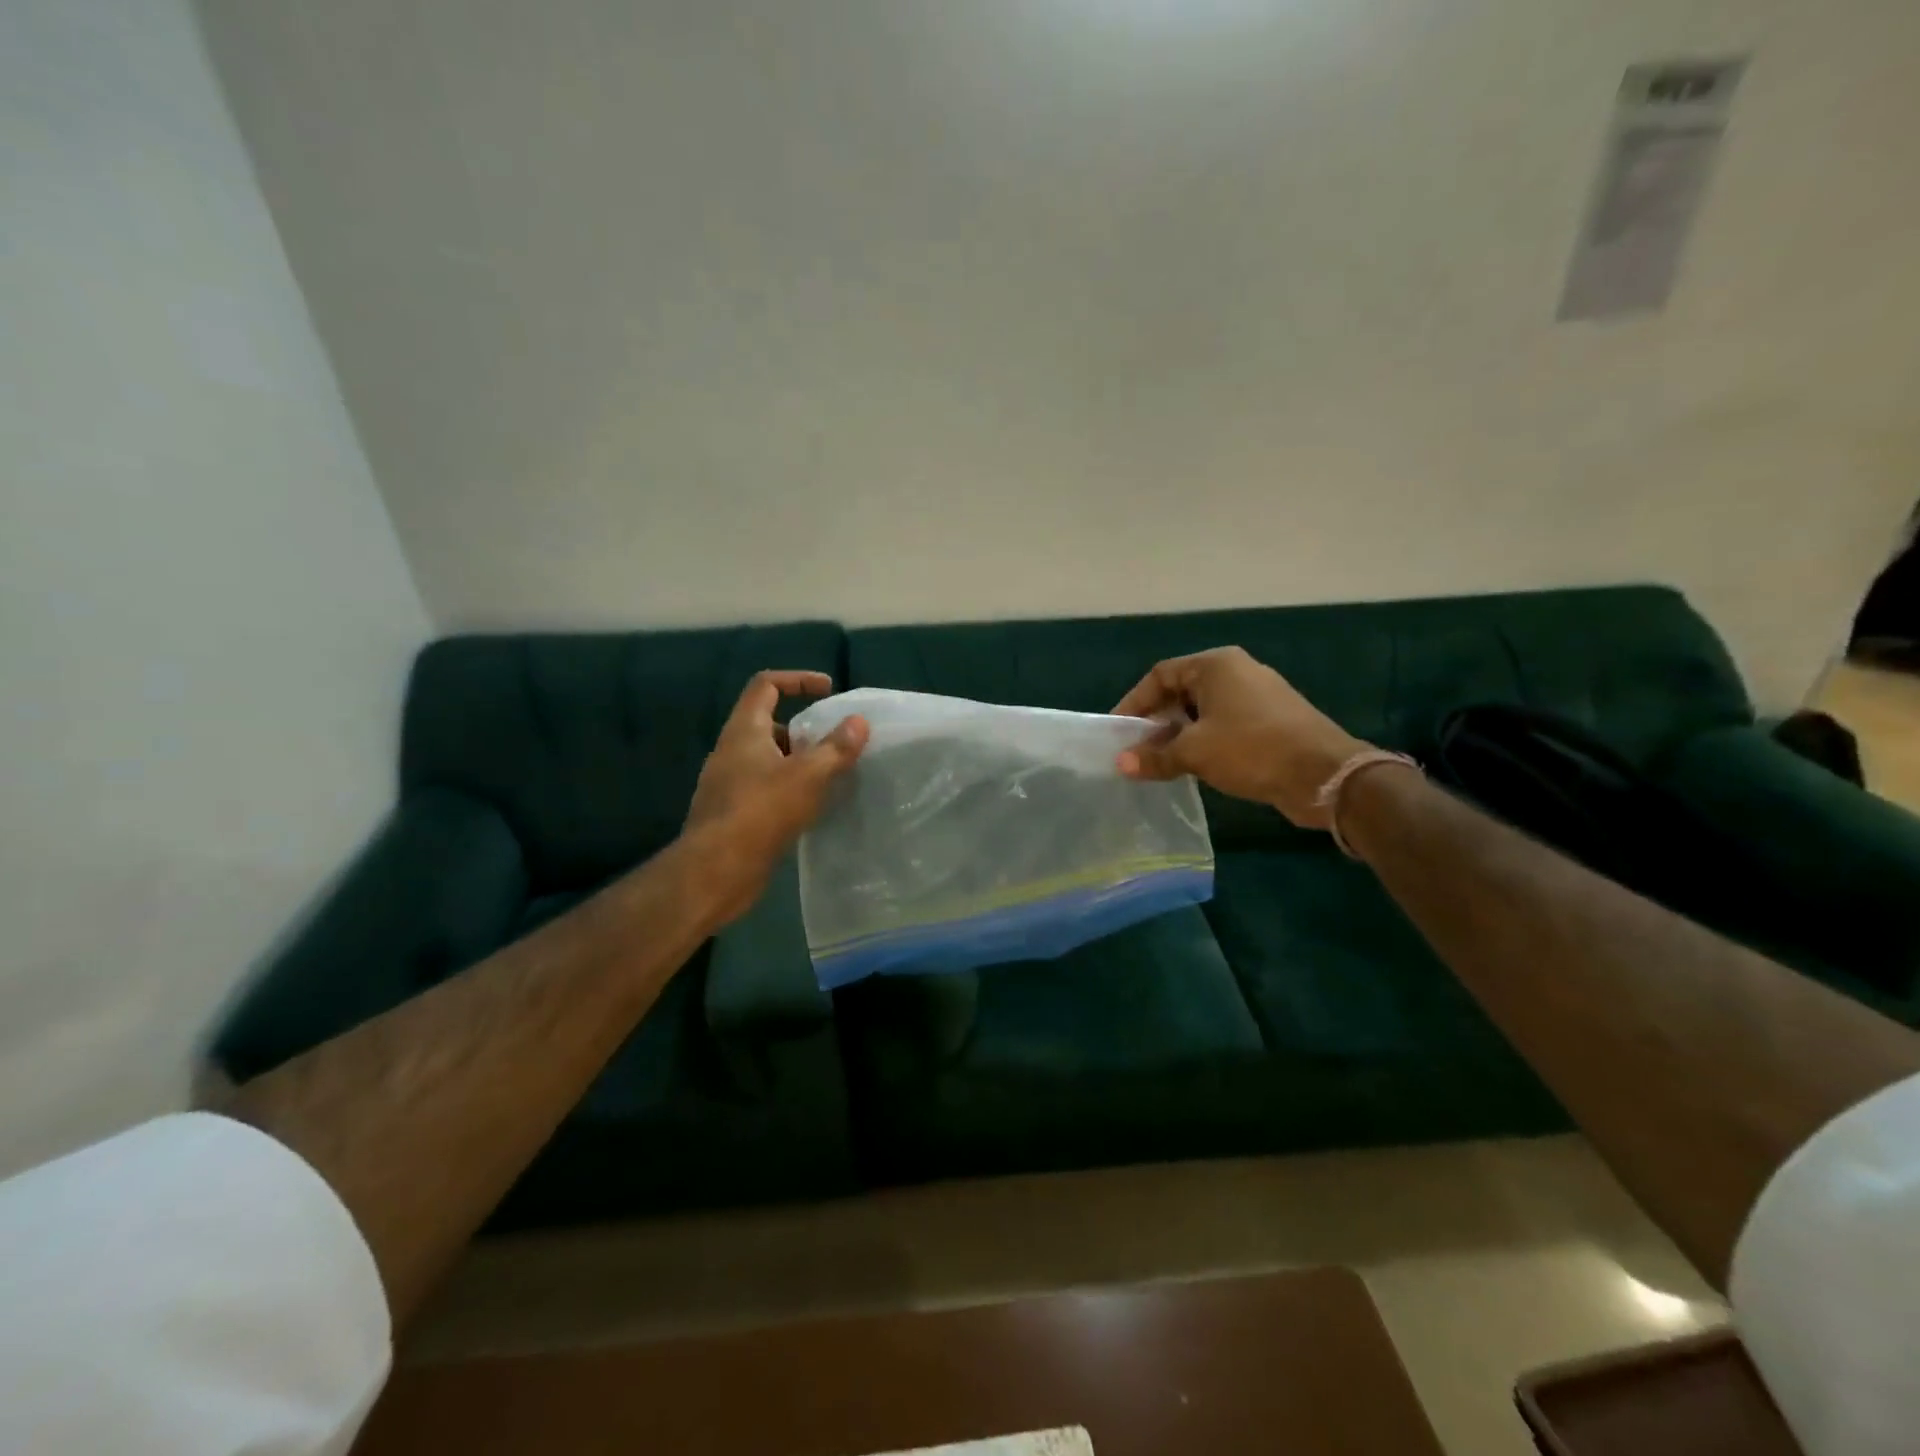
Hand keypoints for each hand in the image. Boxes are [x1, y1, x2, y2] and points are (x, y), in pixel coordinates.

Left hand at [684, 670, 868, 921]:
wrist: (715, 871)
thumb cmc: (761, 812)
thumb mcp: (808, 776)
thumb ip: (836, 748)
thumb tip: (858, 722)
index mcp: (744, 731)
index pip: (766, 685)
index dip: (798, 679)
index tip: (829, 691)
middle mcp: (732, 751)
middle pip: (769, 724)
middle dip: (805, 730)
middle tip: (835, 744)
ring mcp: (729, 784)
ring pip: (769, 760)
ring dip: (799, 763)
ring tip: (831, 778)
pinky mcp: (733, 813)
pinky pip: (766, 789)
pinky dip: (790, 790)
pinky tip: (812, 810)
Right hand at [1111, 647, 1368, 827]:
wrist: (1324, 775)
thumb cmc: (1252, 749)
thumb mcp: (1195, 752)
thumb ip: (1154, 756)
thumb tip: (1120, 765)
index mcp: (1216, 665)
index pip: (1160, 675)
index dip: (1134, 703)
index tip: (1118, 731)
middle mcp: (1236, 672)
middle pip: (1182, 691)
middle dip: (1156, 721)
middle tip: (1136, 749)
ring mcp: (1257, 696)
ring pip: (1203, 711)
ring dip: (1179, 734)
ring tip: (1160, 761)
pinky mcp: (1271, 721)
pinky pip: (1224, 725)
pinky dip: (1204, 741)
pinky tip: (1193, 766)